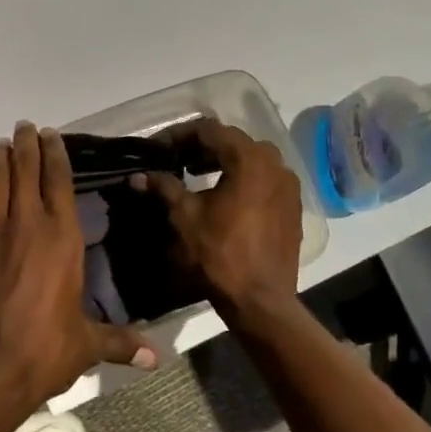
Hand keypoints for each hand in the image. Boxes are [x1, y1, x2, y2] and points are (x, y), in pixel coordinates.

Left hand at [0, 122, 156, 406]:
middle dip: (26, 146)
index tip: (51, 135)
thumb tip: (155, 359)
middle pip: (25, 172)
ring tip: (3, 144)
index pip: (58, 182)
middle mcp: (26, 223)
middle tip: (25, 127)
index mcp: (61, 238)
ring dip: (1, 159)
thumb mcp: (86, 345)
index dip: (55, 155)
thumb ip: (119, 342)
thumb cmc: (43, 350)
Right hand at [134, 119, 302, 325]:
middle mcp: (274, 163)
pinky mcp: (293, 206)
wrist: (261, 301)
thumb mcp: (184, 217)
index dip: (180, 135)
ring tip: (197, 175)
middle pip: (233, 141)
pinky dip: (243, 179)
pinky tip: (224, 196)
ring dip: (223, 161)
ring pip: (251, 159)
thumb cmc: (220, 254)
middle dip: (202, 147)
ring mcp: (288, 185)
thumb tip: (138, 176)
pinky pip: (265, 179)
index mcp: (248, 159)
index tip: (160, 148)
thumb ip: (163, 187)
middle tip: (176, 160)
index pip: (210, 130)